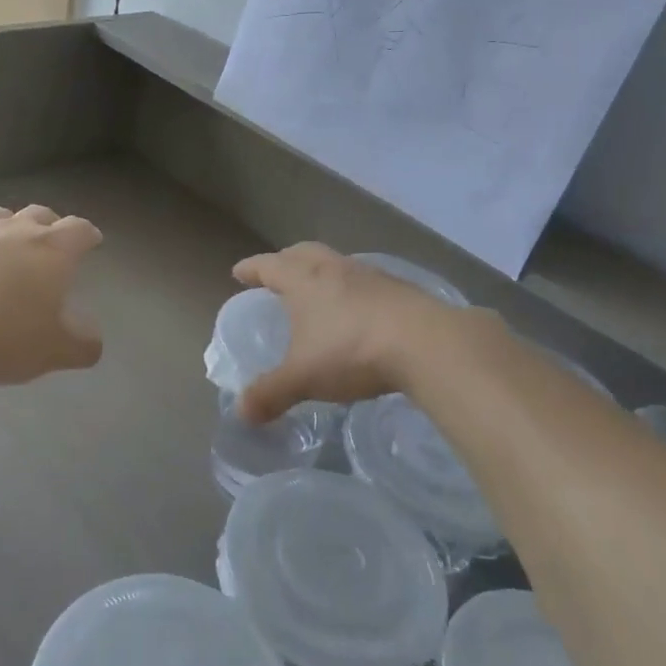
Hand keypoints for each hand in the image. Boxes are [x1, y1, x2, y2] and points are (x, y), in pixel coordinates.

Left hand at [0, 205, 103, 384]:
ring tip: (7, 250)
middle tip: (51, 245)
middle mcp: (15, 229)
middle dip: (51, 226)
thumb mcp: (50, 352)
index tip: (91, 241)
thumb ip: (81, 346)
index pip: (79, 229)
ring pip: (0, 217)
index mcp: (51, 250)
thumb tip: (92, 338)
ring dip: (10, 229)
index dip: (88, 235)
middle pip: (41, 214)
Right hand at [231, 242, 483, 420]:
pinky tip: (358, 310)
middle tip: (276, 273)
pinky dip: (352, 288)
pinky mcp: (399, 289)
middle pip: (302, 252)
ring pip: (336, 263)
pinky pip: (365, 280)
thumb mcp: (303, 378)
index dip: (251, 269)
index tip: (239, 272)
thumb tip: (241, 413)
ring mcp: (370, 276)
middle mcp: (334, 269)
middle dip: (285, 260)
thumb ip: (271, 393)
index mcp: (303, 281)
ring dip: (321, 271)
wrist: (426, 343)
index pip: (269, 266)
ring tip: (317, 291)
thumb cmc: (352, 351)